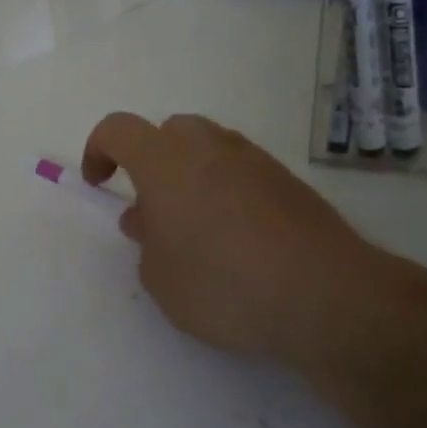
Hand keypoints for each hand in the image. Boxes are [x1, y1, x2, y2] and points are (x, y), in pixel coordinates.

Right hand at [81, 112, 398, 370]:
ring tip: (194, 228)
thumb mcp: (159, 278)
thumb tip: (152, 218)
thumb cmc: (224, 285)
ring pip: (208, 149)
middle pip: (168, 131)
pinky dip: (226, 190)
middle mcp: (209, 147)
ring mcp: (254, 160)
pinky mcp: (290, 182)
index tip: (99, 184)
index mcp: (164, 161)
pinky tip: (236, 239)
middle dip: (150, 160)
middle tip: (152, 208)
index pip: (117, 129)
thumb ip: (146, 241)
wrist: (328, 297)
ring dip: (190, 175)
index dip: (98, 151)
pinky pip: (241, 171)